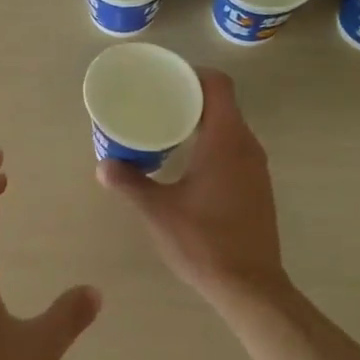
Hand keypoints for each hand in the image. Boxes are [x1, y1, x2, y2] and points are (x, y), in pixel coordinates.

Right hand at [97, 69, 289, 304]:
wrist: (250, 286)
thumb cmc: (204, 242)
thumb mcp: (158, 211)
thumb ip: (130, 183)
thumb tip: (103, 165)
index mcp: (225, 140)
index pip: (217, 85)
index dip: (192, 74)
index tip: (164, 78)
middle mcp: (246, 145)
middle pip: (222, 103)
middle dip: (189, 97)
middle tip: (154, 102)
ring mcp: (256, 167)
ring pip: (229, 126)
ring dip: (201, 121)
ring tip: (165, 128)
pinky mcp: (257, 186)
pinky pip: (234, 147)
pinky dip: (212, 142)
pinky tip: (187, 162)